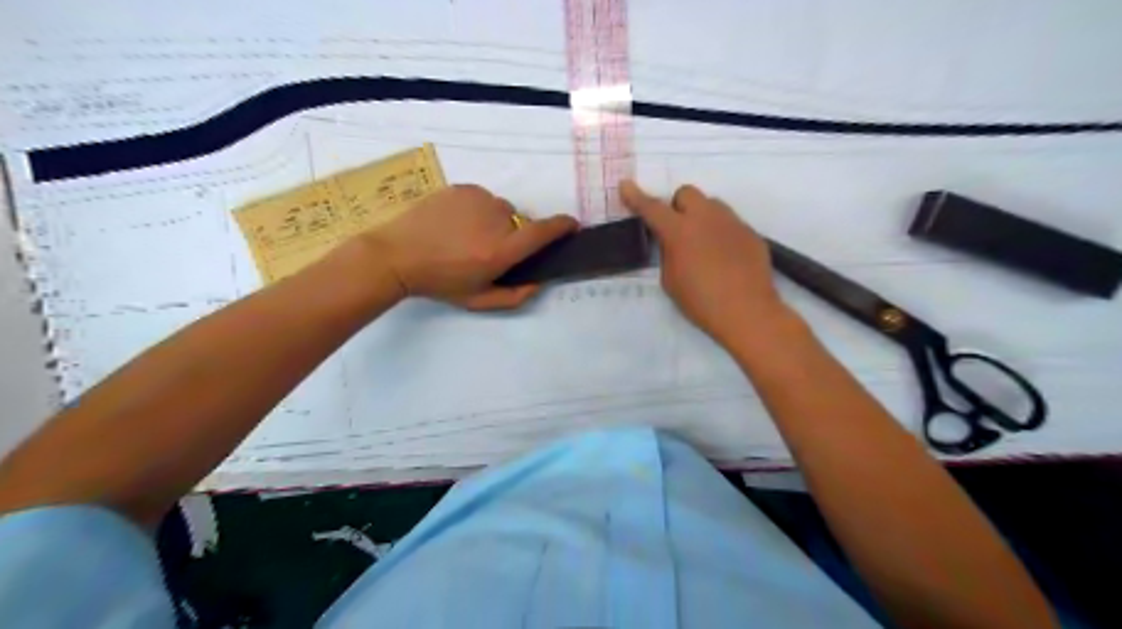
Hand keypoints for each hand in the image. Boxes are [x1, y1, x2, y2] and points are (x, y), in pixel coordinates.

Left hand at [365, 182, 577, 309]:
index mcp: (501, 250)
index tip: (572, 225)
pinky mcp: (463, 188)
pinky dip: (477, 210)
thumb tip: (539, 283)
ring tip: (466, 236)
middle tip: (487, 249)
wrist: (397, 255)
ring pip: (501, 209)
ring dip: (494, 221)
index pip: (543, 231)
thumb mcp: (478, 300)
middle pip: (521, 223)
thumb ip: (514, 297)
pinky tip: (455, 223)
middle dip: (513, 235)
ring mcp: (478, 200)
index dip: (562, 226)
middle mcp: (496, 220)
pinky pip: (483, 198)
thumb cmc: (440, 283)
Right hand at [622, 178, 787, 345]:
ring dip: (701, 217)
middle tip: (678, 231)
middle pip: (687, 193)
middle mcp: (705, 218)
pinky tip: (725, 259)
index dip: (636, 197)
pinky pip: (730, 223)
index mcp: (679, 231)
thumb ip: (668, 254)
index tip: (626, 185)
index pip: (652, 208)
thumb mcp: (670, 280)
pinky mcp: (750, 233)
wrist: (747, 312)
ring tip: (704, 245)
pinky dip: (721, 234)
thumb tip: (673, 242)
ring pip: (711, 205)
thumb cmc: (700, 302)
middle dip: (678, 206)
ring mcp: (731, 222)